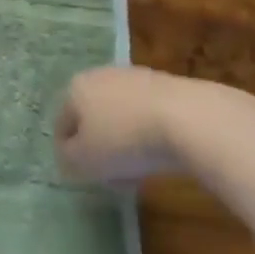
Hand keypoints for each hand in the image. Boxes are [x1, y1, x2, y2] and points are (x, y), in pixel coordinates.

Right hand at [54, 66, 250, 184]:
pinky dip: (151, 135)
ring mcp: (137, 78)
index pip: (62, 124)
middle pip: (93, 118)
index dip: (70, 154)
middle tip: (113, 177)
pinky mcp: (169, 86)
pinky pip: (150, 116)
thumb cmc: (125, 139)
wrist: (191, 119)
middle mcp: (101, 76)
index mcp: (76, 88)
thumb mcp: (85, 160)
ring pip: (122, 117)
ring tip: (141, 172)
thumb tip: (69, 157)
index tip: (86, 178)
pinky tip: (163, 156)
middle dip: (101, 148)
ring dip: (126, 143)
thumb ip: (68, 159)